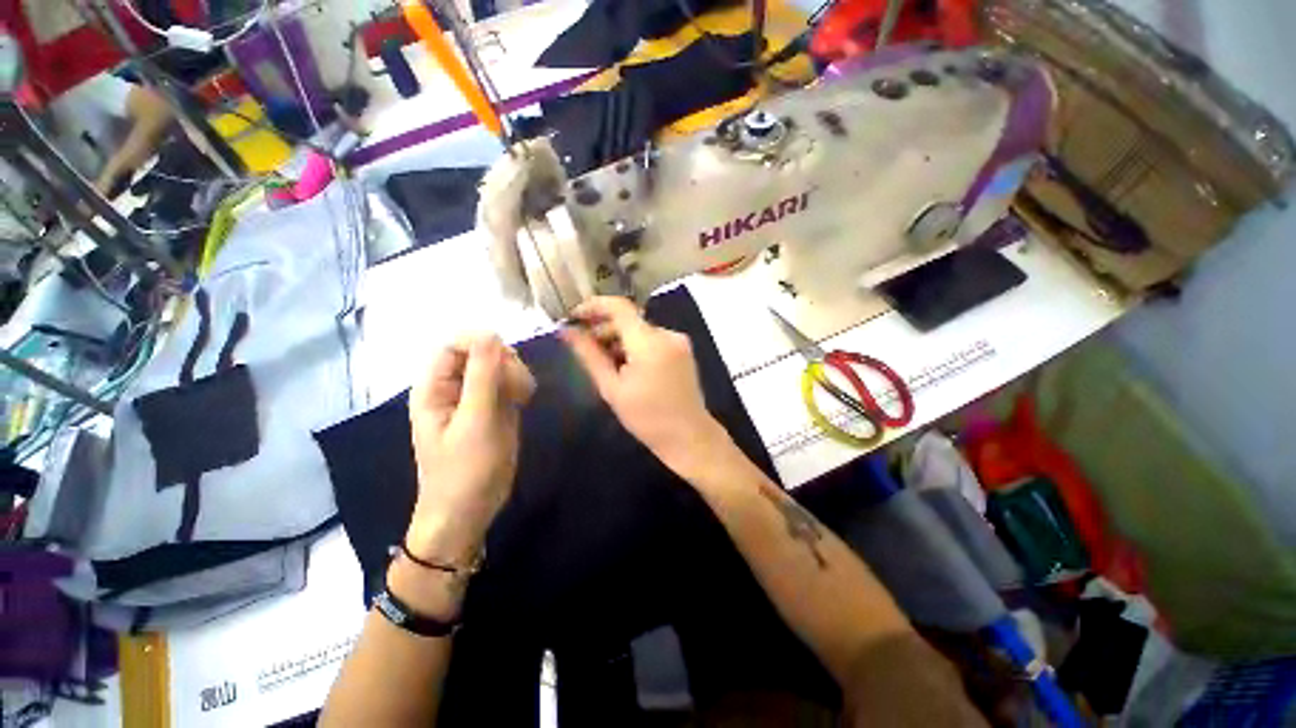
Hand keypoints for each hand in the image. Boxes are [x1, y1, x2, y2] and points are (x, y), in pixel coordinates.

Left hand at [407, 335, 535, 563]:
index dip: (483, 344)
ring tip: (524, 397)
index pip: (456, 344)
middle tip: (519, 386)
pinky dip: (521, 386)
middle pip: (482, 351)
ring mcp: (476, 397)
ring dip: (517, 374)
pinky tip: (526, 401)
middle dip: (505, 362)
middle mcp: (454, 387)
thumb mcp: (475, 422)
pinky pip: (510, 382)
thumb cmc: (464, 470)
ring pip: (500, 365)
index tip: (507, 362)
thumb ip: (483, 376)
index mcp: (435, 387)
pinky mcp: (495, 408)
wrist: (470, 511)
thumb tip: (490, 333)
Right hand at [560, 297, 728, 475]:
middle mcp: (667, 334)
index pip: (619, 307)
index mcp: (650, 342)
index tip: (573, 317)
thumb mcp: (612, 388)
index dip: (593, 306)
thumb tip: (566, 332)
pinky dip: (635, 346)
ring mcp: (678, 341)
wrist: (689, 436)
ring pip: (640, 330)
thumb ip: (589, 356)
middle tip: (583, 347)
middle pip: (629, 319)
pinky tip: (625, 365)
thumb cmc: (647, 418)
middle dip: (604, 329)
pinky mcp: (682, 350)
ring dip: (619, 339)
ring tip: (603, 362)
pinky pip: (652, 339)